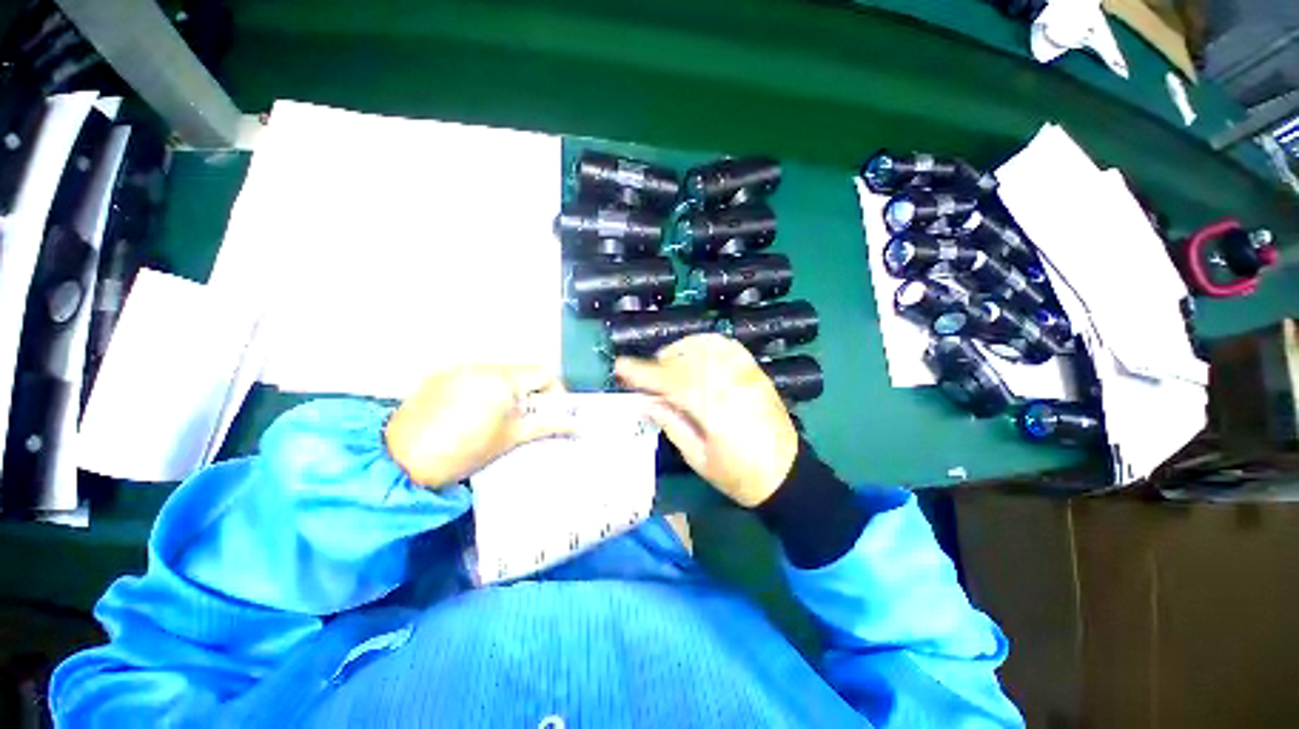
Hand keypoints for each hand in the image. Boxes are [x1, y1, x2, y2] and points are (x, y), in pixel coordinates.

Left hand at [385, 366, 571, 487]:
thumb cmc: (461, 453)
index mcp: (502, 380)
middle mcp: (482, 366)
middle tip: (527, 419)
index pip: (544, 373)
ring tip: (499, 418)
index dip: (555, 393)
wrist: (398, 463)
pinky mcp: (441, 375)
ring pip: (500, 373)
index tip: (552, 414)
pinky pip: (476, 376)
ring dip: (509, 391)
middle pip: (523, 372)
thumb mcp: (511, 439)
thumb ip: (547, 426)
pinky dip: (486, 390)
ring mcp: (459, 368)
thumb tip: (578, 425)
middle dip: (532, 393)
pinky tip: (473, 413)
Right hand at [614, 334, 797, 506]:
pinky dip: (705, 344)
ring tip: (667, 364)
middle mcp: (731, 385)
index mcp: (716, 412)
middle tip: (643, 373)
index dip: (644, 374)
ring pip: (706, 347)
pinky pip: (727, 346)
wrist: (787, 475)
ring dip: (680, 350)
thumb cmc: (739, 476)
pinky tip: (695, 355)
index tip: (620, 367)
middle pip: (687, 360)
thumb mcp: (699, 459)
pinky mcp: (755, 372)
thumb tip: (645, 401)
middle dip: (659, 362)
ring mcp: (746, 375)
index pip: (672, 383)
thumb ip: (671, 424)